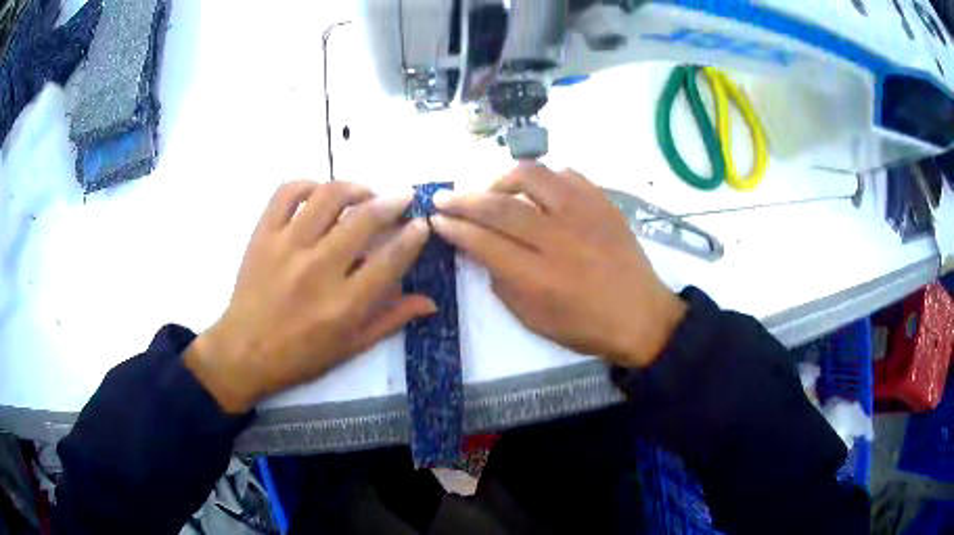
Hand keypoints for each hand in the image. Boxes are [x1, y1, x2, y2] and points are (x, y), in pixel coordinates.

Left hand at [185, 181, 434, 412]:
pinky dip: (307, 184)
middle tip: (403, 198)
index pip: (390, 259)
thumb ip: (391, 320)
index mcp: (344, 304)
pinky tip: (319, 192)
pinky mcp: (263, 235)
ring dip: (355, 187)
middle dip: (393, 202)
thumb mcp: (350, 347)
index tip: (421, 223)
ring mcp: (287, 247)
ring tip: (365, 192)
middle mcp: (318, 269)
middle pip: (364, 219)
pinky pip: (286, 193)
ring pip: (328, 196)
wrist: (243, 352)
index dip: (413, 236)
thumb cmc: (300, 356)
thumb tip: (430, 302)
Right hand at [431, 164, 684, 368]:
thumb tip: (480, 251)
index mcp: (539, 278)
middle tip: (443, 197)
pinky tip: (537, 191)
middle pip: (500, 208)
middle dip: (463, 200)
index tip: (436, 220)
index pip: (484, 243)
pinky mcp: (603, 203)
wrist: (641, 316)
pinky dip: (544, 178)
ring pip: (533, 177)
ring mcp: (584, 215)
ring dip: (502, 179)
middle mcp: (559, 239)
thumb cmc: (586, 327)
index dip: (455, 229)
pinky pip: (568, 174)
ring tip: (492, 189)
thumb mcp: (535, 320)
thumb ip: (502, 284)